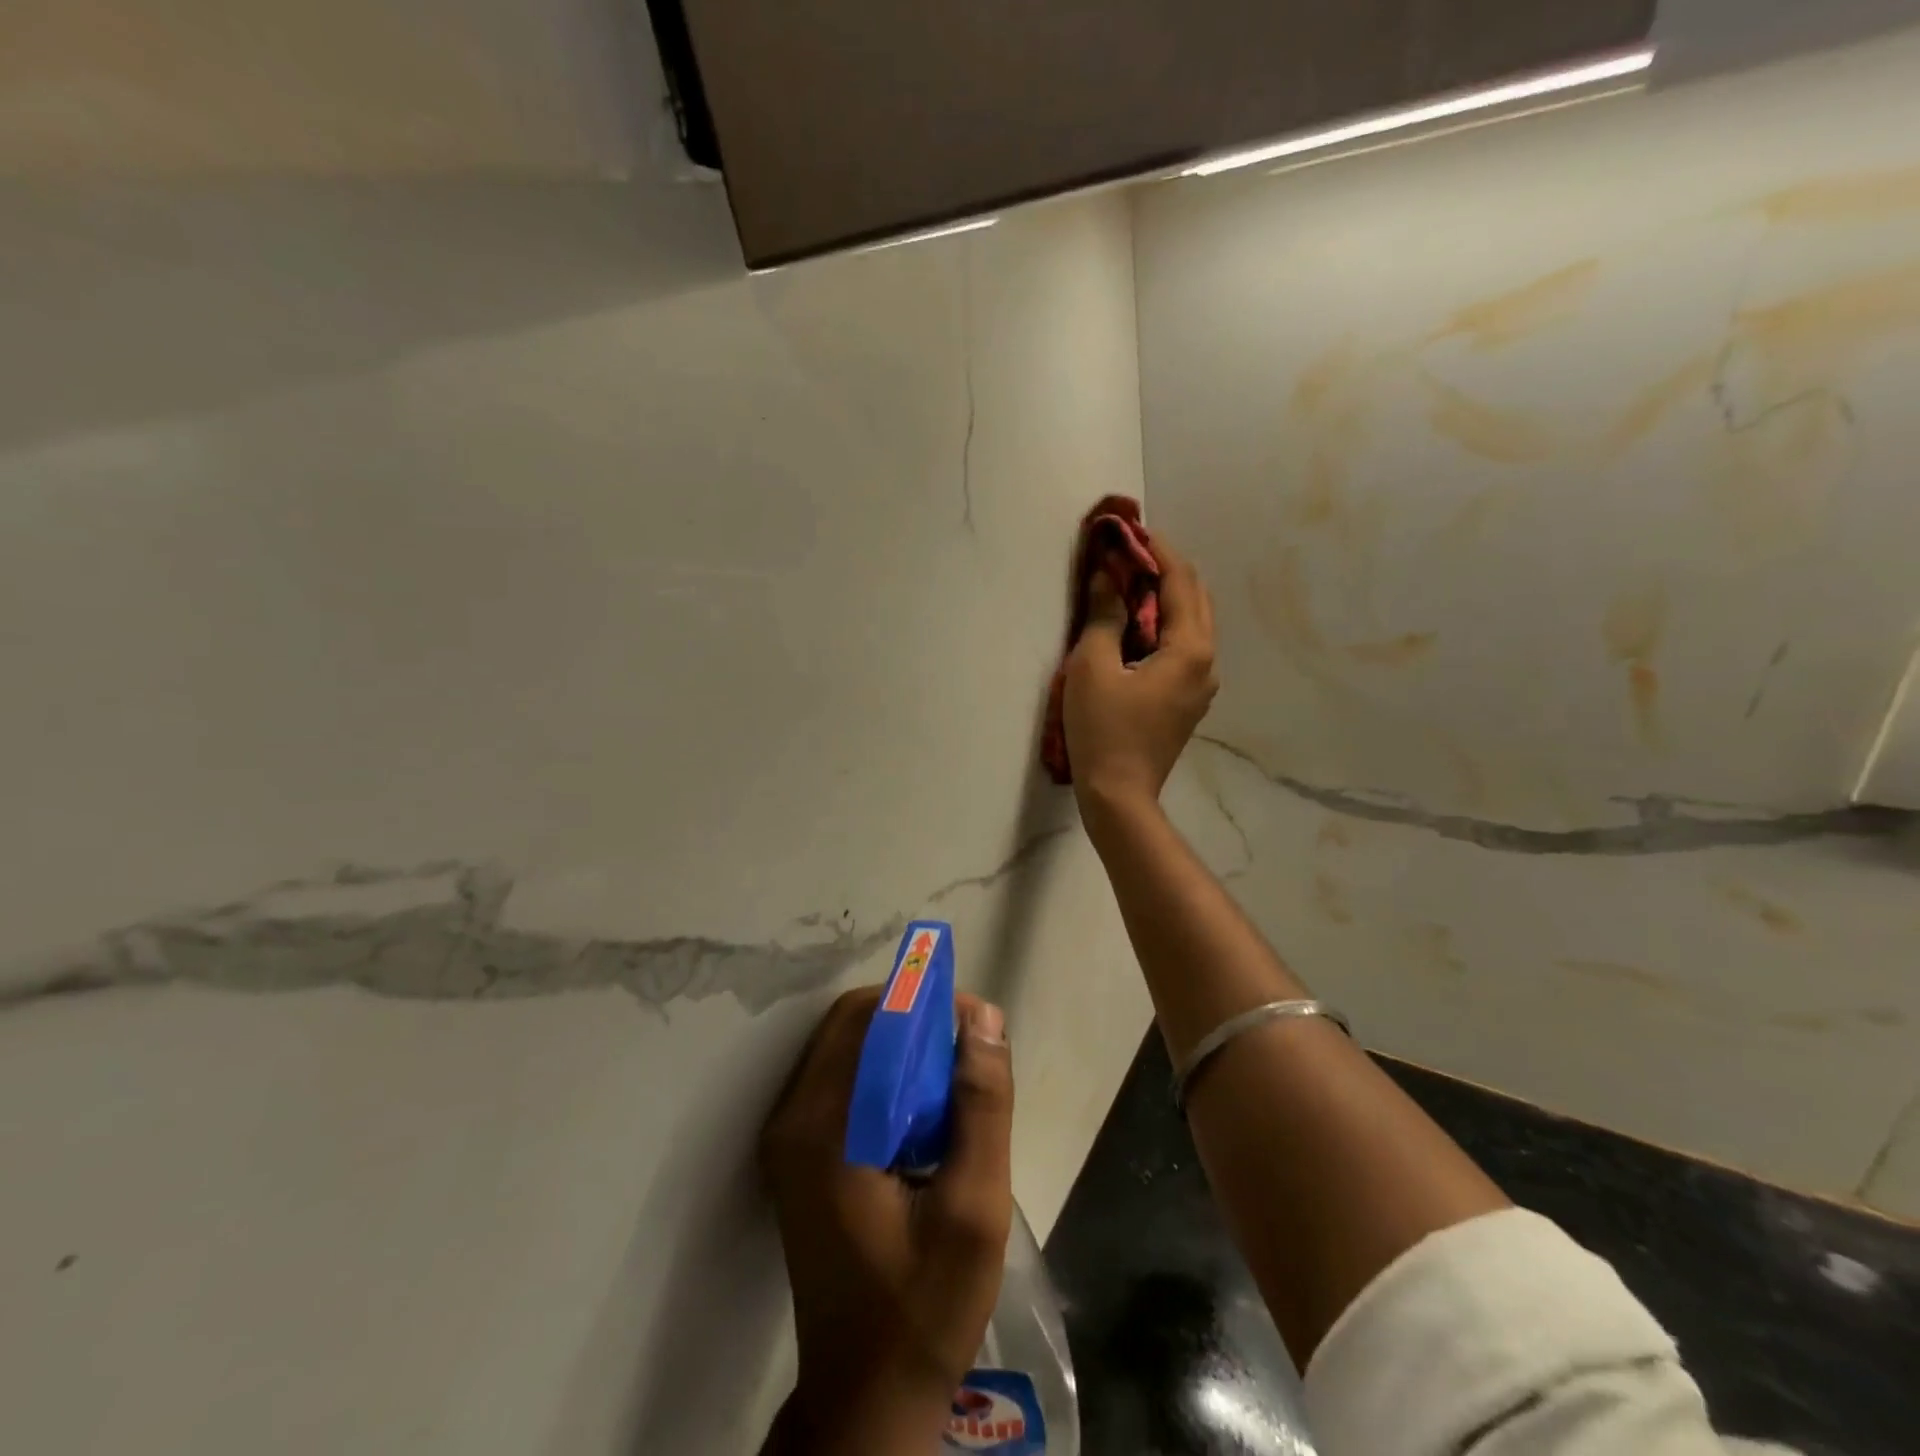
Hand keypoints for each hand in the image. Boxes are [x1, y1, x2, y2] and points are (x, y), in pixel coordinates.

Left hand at [760, 987, 1014, 1455]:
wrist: (866, 1398)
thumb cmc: (924, 1307)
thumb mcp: (973, 1207)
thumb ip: (981, 1106)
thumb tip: (984, 1017)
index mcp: (823, 1128)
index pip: (868, 1019)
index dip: (924, 1003)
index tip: (975, 1023)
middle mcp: (792, 1119)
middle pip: (852, 1025)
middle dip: (914, 1021)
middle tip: (967, 1054)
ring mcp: (787, 1137)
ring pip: (847, 1048)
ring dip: (901, 1047)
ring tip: (953, 1085)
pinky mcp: (796, 1154)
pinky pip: (841, 1080)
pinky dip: (884, 1075)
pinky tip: (923, 1115)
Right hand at [1063, 528, 1218, 813]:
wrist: (1119, 796)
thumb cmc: (1103, 729)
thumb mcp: (1093, 665)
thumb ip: (1103, 614)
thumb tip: (1107, 575)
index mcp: (1191, 648)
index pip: (1181, 580)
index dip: (1155, 549)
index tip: (1128, 529)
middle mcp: (1207, 661)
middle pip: (1195, 597)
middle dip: (1164, 569)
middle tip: (1127, 553)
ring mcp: (1201, 684)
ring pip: (1192, 623)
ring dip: (1165, 597)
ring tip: (1128, 584)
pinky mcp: (1187, 701)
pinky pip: (1183, 648)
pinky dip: (1163, 626)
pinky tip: (1135, 626)